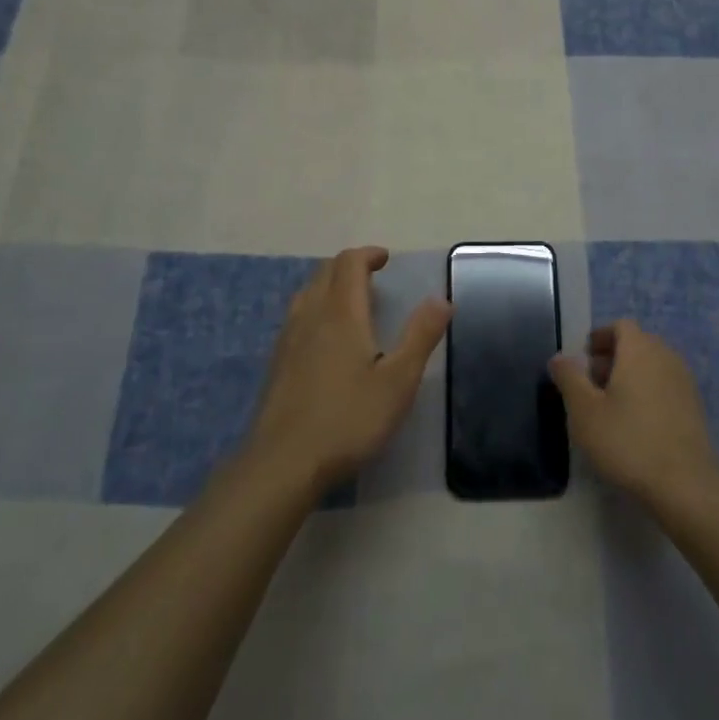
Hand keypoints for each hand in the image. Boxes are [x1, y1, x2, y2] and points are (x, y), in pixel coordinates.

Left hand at [247, 246, 450, 494]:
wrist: (283, 464)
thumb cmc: (348, 419)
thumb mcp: (398, 381)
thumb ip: (420, 336)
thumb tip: (442, 299)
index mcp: (341, 313)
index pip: (349, 264)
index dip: (368, 255)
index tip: (385, 259)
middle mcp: (310, 316)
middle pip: (324, 272)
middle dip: (349, 266)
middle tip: (373, 277)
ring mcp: (288, 340)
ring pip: (307, 294)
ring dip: (329, 286)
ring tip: (351, 302)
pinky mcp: (276, 364)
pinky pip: (297, 318)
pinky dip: (315, 309)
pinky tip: (325, 339)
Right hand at [549, 320, 718, 510]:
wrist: (686, 484)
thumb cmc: (628, 441)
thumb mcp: (584, 411)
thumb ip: (569, 378)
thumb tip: (560, 357)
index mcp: (639, 349)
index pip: (620, 326)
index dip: (600, 337)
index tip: (583, 359)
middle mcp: (666, 356)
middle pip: (637, 344)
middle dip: (612, 357)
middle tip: (591, 384)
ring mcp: (684, 381)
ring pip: (652, 366)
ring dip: (630, 376)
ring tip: (610, 406)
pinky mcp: (694, 407)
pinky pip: (665, 386)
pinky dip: (648, 393)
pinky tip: (635, 425)